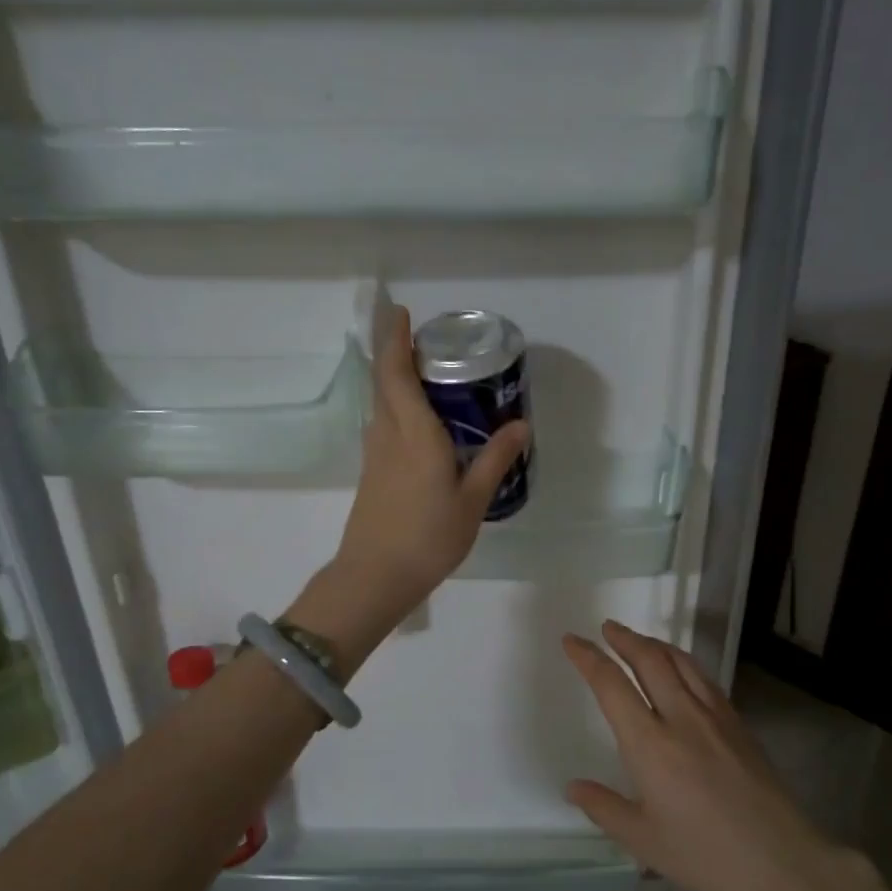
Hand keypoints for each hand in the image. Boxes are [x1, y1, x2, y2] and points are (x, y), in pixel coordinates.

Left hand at [332, 307, 529, 627]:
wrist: (375, 576)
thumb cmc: (428, 537)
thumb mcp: (472, 500)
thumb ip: (495, 460)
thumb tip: (520, 426)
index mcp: (414, 434)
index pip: (396, 372)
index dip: (395, 339)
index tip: (402, 313)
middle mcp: (388, 435)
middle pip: (384, 382)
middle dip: (397, 353)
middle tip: (427, 342)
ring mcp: (374, 455)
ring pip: (382, 404)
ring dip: (396, 381)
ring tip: (429, 377)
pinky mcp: (371, 473)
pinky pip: (384, 426)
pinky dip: (398, 409)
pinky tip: (421, 425)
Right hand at [563, 621, 840, 890]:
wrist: (780, 861)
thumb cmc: (704, 855)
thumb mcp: (643, 840)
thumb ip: (604, 808)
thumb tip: (572, 787)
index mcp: (650, 744)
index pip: (611, 685)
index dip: (588, 658)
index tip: (571, 640)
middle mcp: (681, 718)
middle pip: (650, 660)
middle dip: (624, 638)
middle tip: (606, 627)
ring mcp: (715, 717)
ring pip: (681, 663)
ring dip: (655, 644)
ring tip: (639, 640)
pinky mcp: (739, 724)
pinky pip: (705, 679)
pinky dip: (684, 663)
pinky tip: (682, 670)